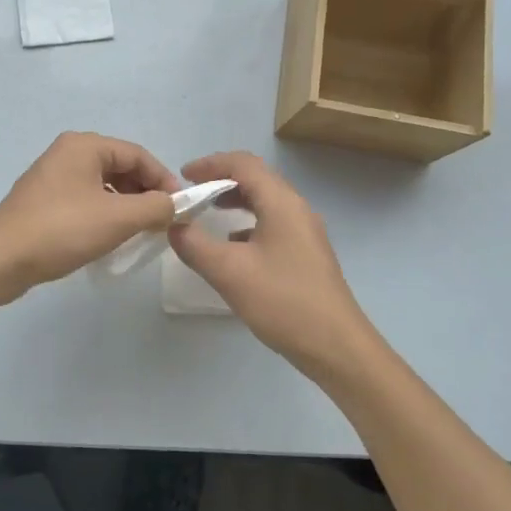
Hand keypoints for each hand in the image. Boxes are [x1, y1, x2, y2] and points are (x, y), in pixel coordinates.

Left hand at [0, 133, 178, 303]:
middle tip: (163, 221)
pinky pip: (85, 200)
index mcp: (84, 146)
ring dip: (126, 205)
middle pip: (120, 167)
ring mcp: (52, 178)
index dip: (163, 179)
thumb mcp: (117, 219)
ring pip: (103, 186)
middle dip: (144, 192)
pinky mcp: (44, 202)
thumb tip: (175, 205)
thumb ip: (155, 208)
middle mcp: (67, 154)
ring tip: (141, 232)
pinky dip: (105, 213)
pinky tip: (111, 237)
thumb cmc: (61, 230)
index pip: (137, 154)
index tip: (180, 207)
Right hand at [167, 151, 380, 377]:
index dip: (210, 164)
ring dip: (236, 200)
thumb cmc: (283, 301)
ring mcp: (305, 232)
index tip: (183, 176)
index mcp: (281, 203)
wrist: (336, 346)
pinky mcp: (307, 253)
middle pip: (257, 178)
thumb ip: (195, 245)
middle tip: (192, 192)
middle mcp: (297, 209)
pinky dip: (248, 223)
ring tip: (208, 213)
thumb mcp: (229, 272)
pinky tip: (233, 246)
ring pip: (266, 201)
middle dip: (221, 179)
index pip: (243, 164)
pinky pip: (273, 223)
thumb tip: (175, 226)